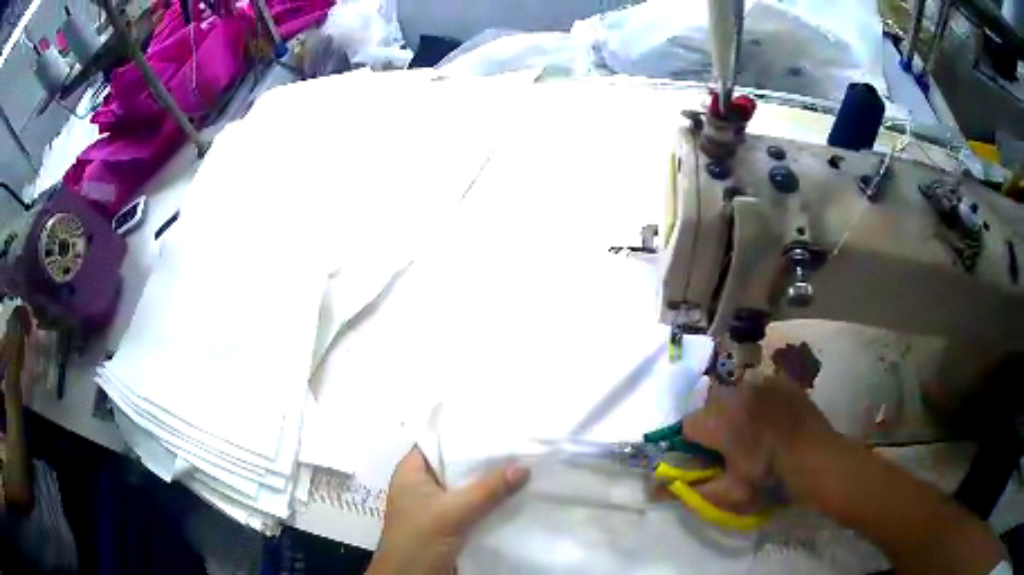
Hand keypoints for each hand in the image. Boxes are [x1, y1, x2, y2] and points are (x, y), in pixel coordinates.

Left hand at [367, 447, 529, 574]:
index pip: (436, 441)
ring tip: (522, 463)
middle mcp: (422, 484)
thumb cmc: (419, 539)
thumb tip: (523, 466)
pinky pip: (471, 504)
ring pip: (465, 486)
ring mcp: (435, 505)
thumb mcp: (453, 512)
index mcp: (411, 472)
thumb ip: (487, 490)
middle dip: (482, 457)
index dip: (462, 432)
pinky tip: (513, 493)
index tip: (494, 423)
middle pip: (454, 464)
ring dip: (488, 481)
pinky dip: (489, 500)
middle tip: (517, 442)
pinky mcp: (448, 523)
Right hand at [680, 376, 842, 513]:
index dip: (693, 445)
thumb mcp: (728, 494)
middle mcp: (738, 393)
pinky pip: (758, 388)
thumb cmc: (771, 481)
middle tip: (733, 450)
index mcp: (721, 420)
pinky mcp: (782, 381)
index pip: (686, 425)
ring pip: (734, 395)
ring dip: (736, 413)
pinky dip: (758, 403)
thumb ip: (689, 491)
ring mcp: (763, 383)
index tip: (709, 460)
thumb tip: (652, 490)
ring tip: (755, 435)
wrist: (819, 461)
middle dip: (714, 427)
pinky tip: (773, 422)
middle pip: (709, 407)